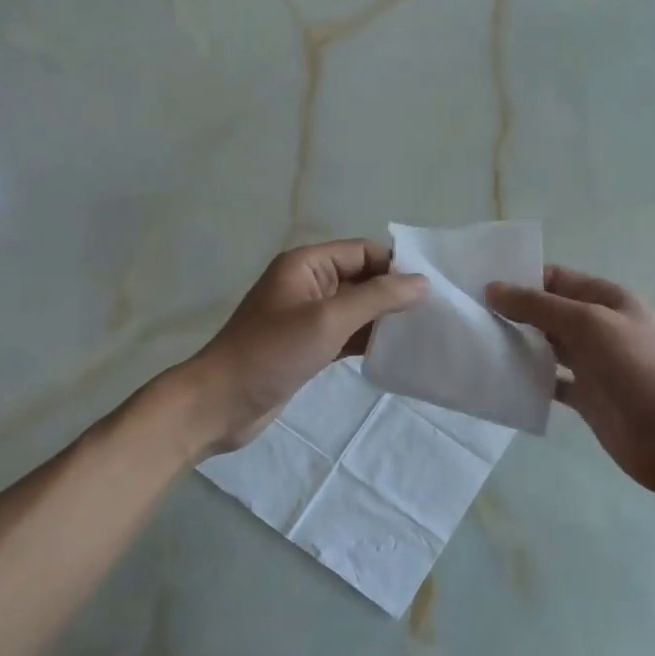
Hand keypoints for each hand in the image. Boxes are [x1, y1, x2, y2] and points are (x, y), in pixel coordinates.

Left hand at [176, 240, 428, 455]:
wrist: (220, 403)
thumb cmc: (271, 353)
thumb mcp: (328, 320)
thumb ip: (377, 298)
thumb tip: (422, 282)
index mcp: (306, 264)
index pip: (362, 252)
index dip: (395, 266)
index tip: (432, 289)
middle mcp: (308, 283)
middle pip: (362, 278)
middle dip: (394, 293)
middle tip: (435, 313)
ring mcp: (307, 316)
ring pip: (356, 308)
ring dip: (384, 318)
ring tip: (424, 332)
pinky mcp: (308, 345)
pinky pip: (347, 333)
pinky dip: (369, 339)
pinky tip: (396, 352)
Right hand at [487, 265, 654, 495]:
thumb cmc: (639, 369)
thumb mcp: (589, 324)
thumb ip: (540, 306)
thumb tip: (492, 289)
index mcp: (607, 299)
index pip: (556, 279)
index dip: (520, 279)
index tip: (478, 285)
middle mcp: (598, 327)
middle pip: (548, 312)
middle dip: (512, 312)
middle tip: (467, 316)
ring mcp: (592, 364)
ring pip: (546, 347)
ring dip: (517, 346)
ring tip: (474, 344)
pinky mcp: (586, 398)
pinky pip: (550, 382)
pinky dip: (528, 380)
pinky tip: (499, 380)